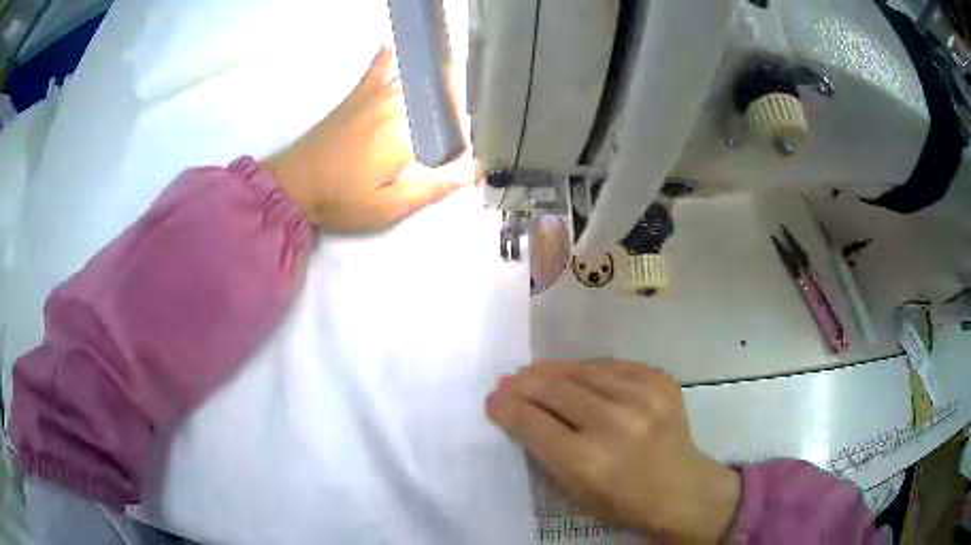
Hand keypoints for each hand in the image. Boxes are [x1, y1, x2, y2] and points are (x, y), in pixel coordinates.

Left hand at [263, 47, 470, 230]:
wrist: (292, 185)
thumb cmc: (340, 200)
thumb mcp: (387, 208)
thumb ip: (430, 190)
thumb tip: (472, 175)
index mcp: (407, 135)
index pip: (452, 126)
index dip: (470, 134)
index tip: (475, 145)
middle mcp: (396, 108)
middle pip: (437, 95)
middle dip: (457, 102)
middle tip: (465, 117)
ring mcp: (374, 98)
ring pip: (413, 80)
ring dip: (434, 81)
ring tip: (451, 82)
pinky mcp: (356, 97)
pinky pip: (375, 71)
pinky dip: (384, 60)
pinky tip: (390, 48)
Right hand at [486, 360, 740, 541]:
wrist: (683, 490)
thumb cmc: (622, 503)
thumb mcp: (573, 492)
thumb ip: (543, 451)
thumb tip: (517, 412)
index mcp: (586, 460)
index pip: (529, 420)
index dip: (503, 407)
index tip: (492, 400)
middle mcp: (613, 422)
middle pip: (550, 387)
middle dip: (520, 383)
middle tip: (507, 383)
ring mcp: (641, 396)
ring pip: (578, 369)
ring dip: (550, 371)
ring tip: (536, 374)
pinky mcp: (660, 380)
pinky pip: (609, 365)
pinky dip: (586, 371)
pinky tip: (578, 377)